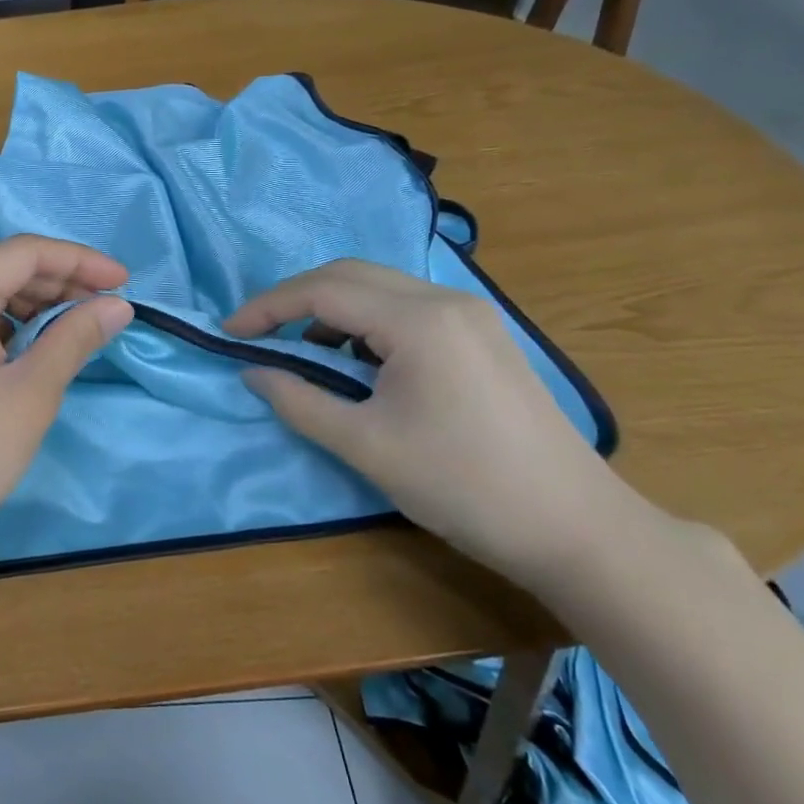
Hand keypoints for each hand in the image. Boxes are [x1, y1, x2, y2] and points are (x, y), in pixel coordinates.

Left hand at [0, 235, 133, 572]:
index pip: (23, 253)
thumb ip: (75, 338)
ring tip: (77, 327)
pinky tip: (33, 347)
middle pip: (1, 270)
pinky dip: (5, 326)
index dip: (79, 260)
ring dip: (34, 305)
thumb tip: (118, 306)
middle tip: (107, 308)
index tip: (124, 282)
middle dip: (59, 282)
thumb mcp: (31, 394)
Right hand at [224, 259, 639, 591]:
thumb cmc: (462, 485)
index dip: (268, 308)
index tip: (229, 333)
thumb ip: (300, 401)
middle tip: (258, 335)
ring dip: (332, 311)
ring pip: (380, 289)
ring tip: (306, 356)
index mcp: (418, 320)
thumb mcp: (366, 446)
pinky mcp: (482, 336)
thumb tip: (253, 373)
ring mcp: (470, 315)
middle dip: (295, 300)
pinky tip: (359, 364)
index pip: (323, 291)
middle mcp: (445, 300)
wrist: (575, 528)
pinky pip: (407, 310)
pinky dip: (367, 325)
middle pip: (350, 276)